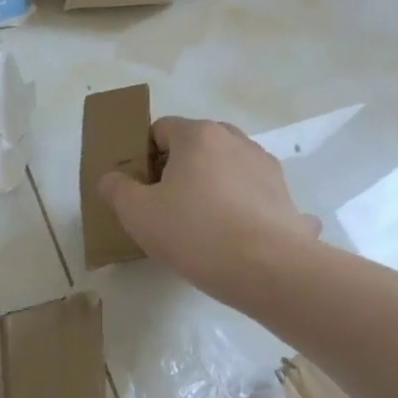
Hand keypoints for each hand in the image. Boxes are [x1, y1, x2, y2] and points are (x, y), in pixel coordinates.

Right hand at [98, 116, 320, 306]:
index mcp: (198, 136)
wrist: (268, 268)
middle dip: (179, 169)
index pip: (161, 129)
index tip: (140, 189)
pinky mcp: (285, 196)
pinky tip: (235, 239)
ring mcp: (265, 167)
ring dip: (212, 187)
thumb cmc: (194, 232)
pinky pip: (253, 196)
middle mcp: (235, 140)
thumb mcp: (137, 214)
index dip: (144, 157)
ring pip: (227, 169)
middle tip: (166, 207)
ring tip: (202, 226)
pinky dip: (241, 209)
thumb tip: (112, 178)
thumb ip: (117, 189)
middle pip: (197, 146)